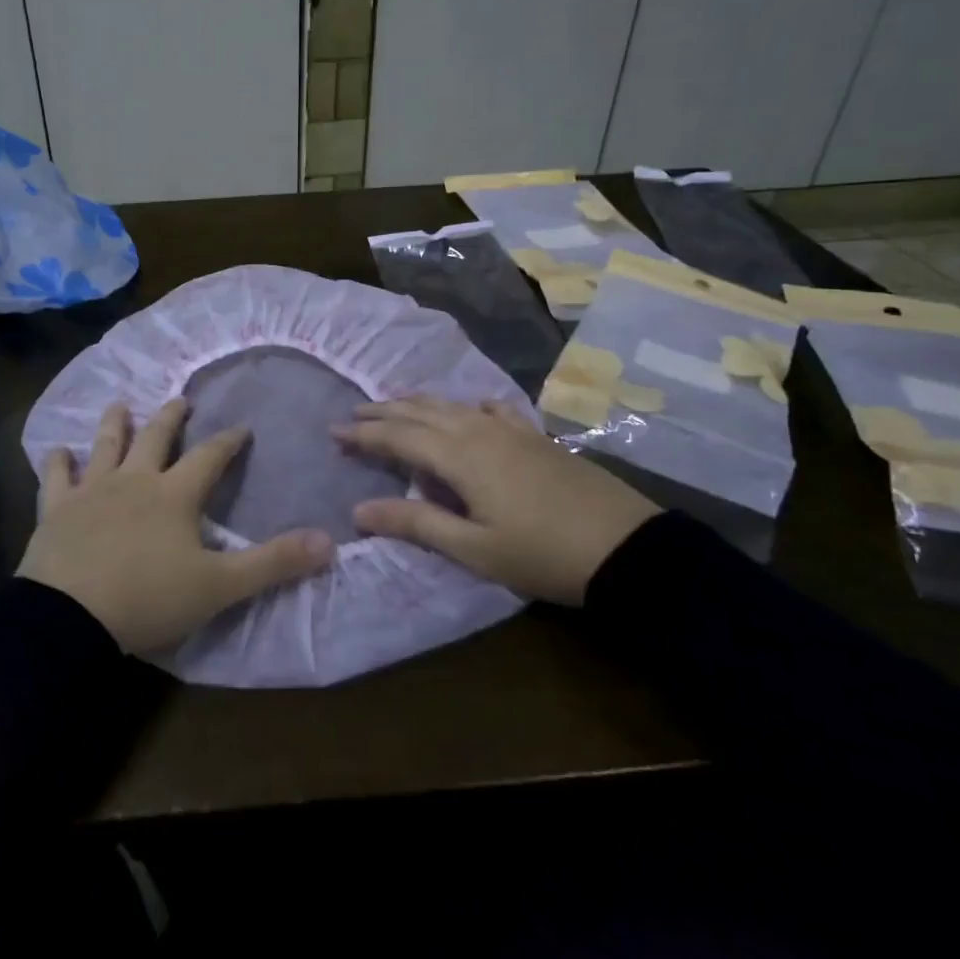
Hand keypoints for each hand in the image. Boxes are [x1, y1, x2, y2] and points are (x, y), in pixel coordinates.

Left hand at [20, 399, 335, 654]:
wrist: (71, 616)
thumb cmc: (149, 598)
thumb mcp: (220, 586)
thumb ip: (273, 562)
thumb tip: (329, 542)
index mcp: (174, 495)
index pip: (209, 458)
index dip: (228, 442)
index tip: (240, 427)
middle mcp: (134, 481)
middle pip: (156, 438)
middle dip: (171, 417)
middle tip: (180, 400)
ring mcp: (91, 492)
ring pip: (106, 446)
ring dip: (114, 424)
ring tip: (120, 404)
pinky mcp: (56, 510)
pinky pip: (56, 478)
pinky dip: (57, 462)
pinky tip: (57, 450)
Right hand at [336, 397, 659, 606]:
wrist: (626, 548)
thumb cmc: (541, 554)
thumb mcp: (473, 548)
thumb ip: (415, 523)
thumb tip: (359, 509)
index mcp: (459, 456)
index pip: (398, 436)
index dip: (364, 434)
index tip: (333, 432)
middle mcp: (479, 431)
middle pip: (421, 412)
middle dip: (384, 412)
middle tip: (353, 414)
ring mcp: (511, 430)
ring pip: (453, 405)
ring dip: (418, 403)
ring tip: (395, 405)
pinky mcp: (535, 436)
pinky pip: (491, 408)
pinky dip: (468, 405)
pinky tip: (469, 408)